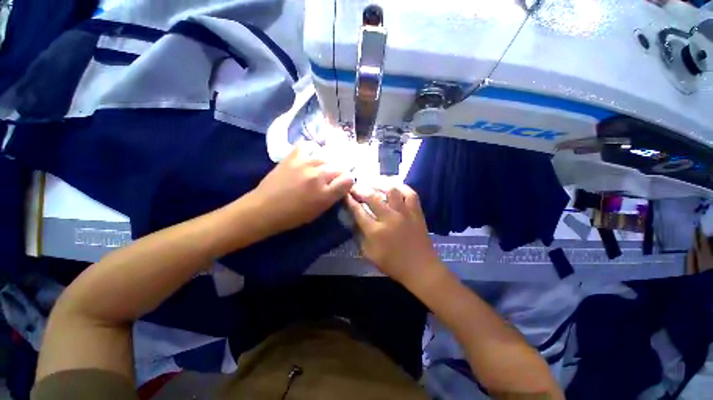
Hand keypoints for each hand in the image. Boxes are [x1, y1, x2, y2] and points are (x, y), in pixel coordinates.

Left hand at [250, 143, 353, 233]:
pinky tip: (310, 157)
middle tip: (333, 177)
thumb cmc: (293, 215)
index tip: (344, 184)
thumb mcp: (319, 211)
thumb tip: (343, 184)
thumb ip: (333, 196)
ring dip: (328, 163)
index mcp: (325, 193)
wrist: (264, 209)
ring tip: (322, 168)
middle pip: (340, 166)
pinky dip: (311, 150)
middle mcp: (318, 176)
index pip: (348, 179)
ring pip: (327, 156)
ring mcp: (305, 164)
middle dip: (340, 172)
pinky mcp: (292, 157)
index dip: (348, 181)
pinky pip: (307, 146)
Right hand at [346, 184, 441, 285]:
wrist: (421, 268)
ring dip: (380, 184)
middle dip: (360, 190)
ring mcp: (405, 213)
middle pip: (372, 197)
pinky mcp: (416, 212)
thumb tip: (353, 220)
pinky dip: (402, 187)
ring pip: (391, 190)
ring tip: (373, 184)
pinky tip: (394, 186)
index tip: (345, 195)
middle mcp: (389, 218)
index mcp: (376, 232)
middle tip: (355, 187)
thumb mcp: (369, 255)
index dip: (350, 201)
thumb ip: (359, 237)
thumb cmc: (393, 264)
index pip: (358, 211)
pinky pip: (410, 193)